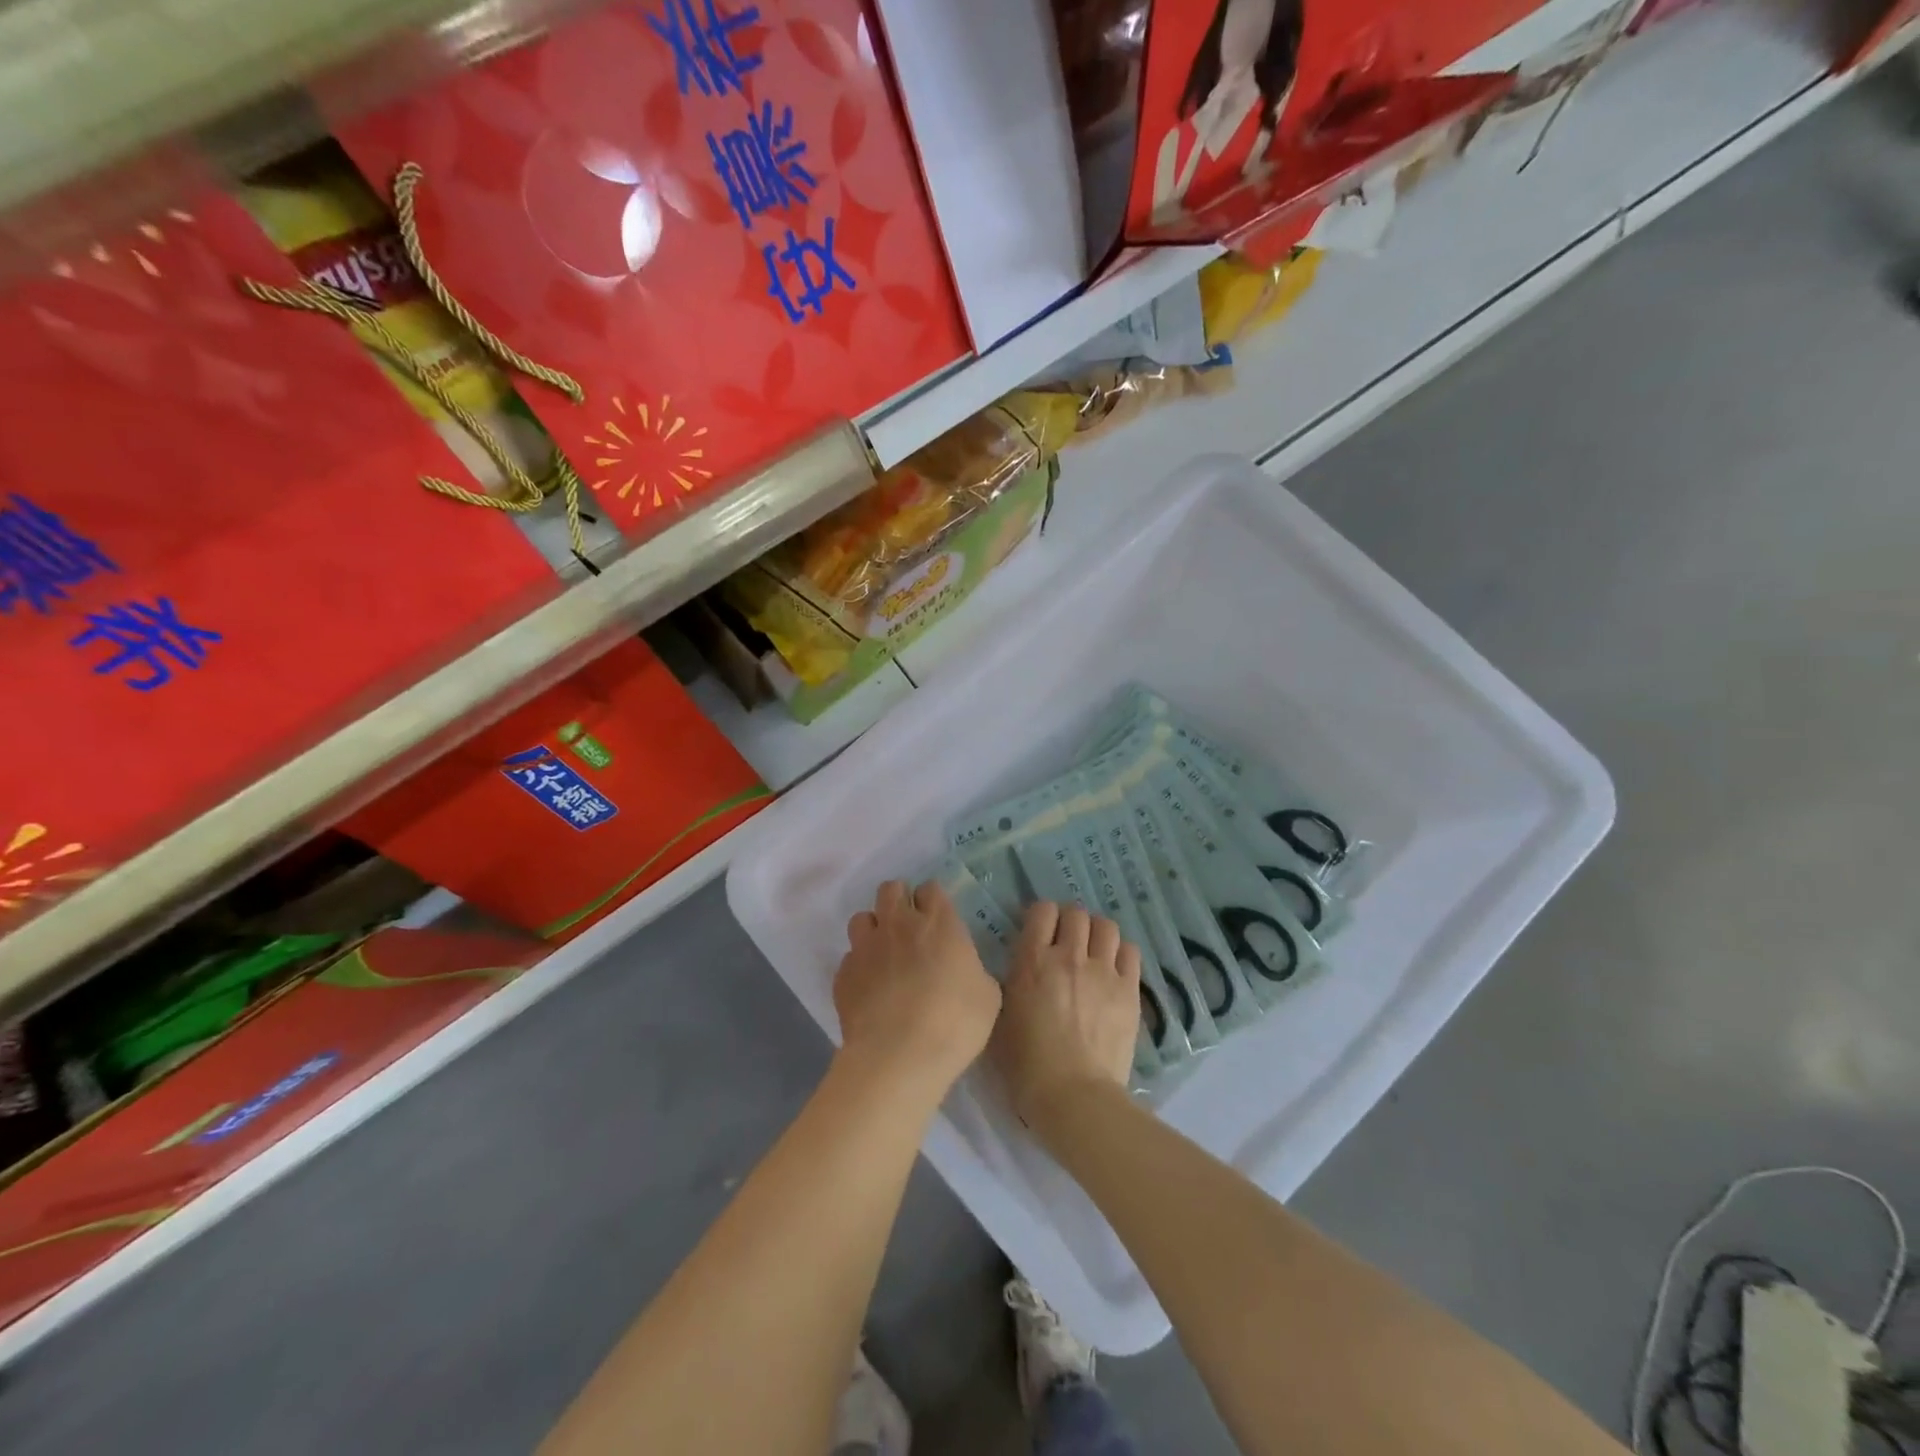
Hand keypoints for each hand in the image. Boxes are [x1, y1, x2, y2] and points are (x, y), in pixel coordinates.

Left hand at [834, 880, 1001, 1107]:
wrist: (898, 1055)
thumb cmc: (954, 1022)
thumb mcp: (987, 995)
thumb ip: (973, 970)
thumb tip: (964, 970)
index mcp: (938, 922)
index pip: (930, 888)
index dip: (933, 901)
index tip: (938, 920)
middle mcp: (898, 924)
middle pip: (891, 889)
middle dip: (899, 900)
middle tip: (909, 928)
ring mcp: (866, 947)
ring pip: (862, 918)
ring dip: (874, 930)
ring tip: (883, 954)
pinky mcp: (843, 974)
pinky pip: (850, 958)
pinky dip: (859, 967)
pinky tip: (869, 990)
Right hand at [990, 901, 1140, 1141]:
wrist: (1073, 1096)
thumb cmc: (1026, 1064)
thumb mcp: (1001, 1018)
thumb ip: (1011, 984)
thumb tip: (1020, 971)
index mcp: (1032, 961)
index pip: (1042, 910)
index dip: (1042, 916)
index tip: (1040, 931)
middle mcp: (1069, 956)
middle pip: (1076, 914)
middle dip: (1070, 921)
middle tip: (1066, 940)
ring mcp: (1103, 971)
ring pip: (1106, 926)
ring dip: (1097, 932)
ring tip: (1093, 950)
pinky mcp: (1129, 990)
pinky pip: (1130, 951)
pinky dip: (1121, 952)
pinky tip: (1114, 968)